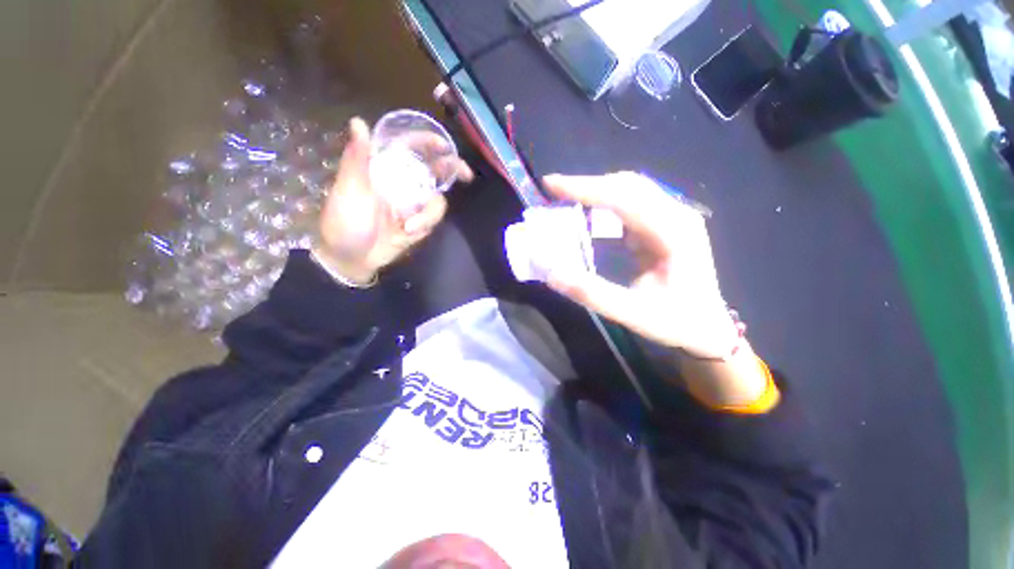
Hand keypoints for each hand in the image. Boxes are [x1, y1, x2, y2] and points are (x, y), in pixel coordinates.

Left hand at [314, 117, 472, 284]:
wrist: (353, 259)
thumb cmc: (345, 222)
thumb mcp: (349, 190)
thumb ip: (356, 159)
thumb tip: (358, 121)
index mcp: (384, 168)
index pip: (409, 147)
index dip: (427, 142)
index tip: (444, 147)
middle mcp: (402, 183)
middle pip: (434, 169)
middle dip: (452, 169)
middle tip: (466, 175)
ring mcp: (413, 204)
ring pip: (437, 199)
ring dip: (429, 214)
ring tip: (410, 228)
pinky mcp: (419, 222)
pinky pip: (433, 218)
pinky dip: (425, 225)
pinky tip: (409, 233)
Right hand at [542, 172, 737, 358]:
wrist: (708, 326)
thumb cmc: (676, 322)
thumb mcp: (634, 314)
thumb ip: (593, 294)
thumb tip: (552, 274)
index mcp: (675, 232)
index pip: (625, 198)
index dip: (586, 188)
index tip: (551, 185)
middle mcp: (676, 215)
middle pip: (627, 185)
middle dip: (587, 185)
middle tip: (552, 191)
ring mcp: (671, 217)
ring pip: (628, 190)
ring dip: (594, 191)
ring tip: (563, 199)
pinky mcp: (662, 224)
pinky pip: (628, 204)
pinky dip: (602, 204)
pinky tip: (585, 212)